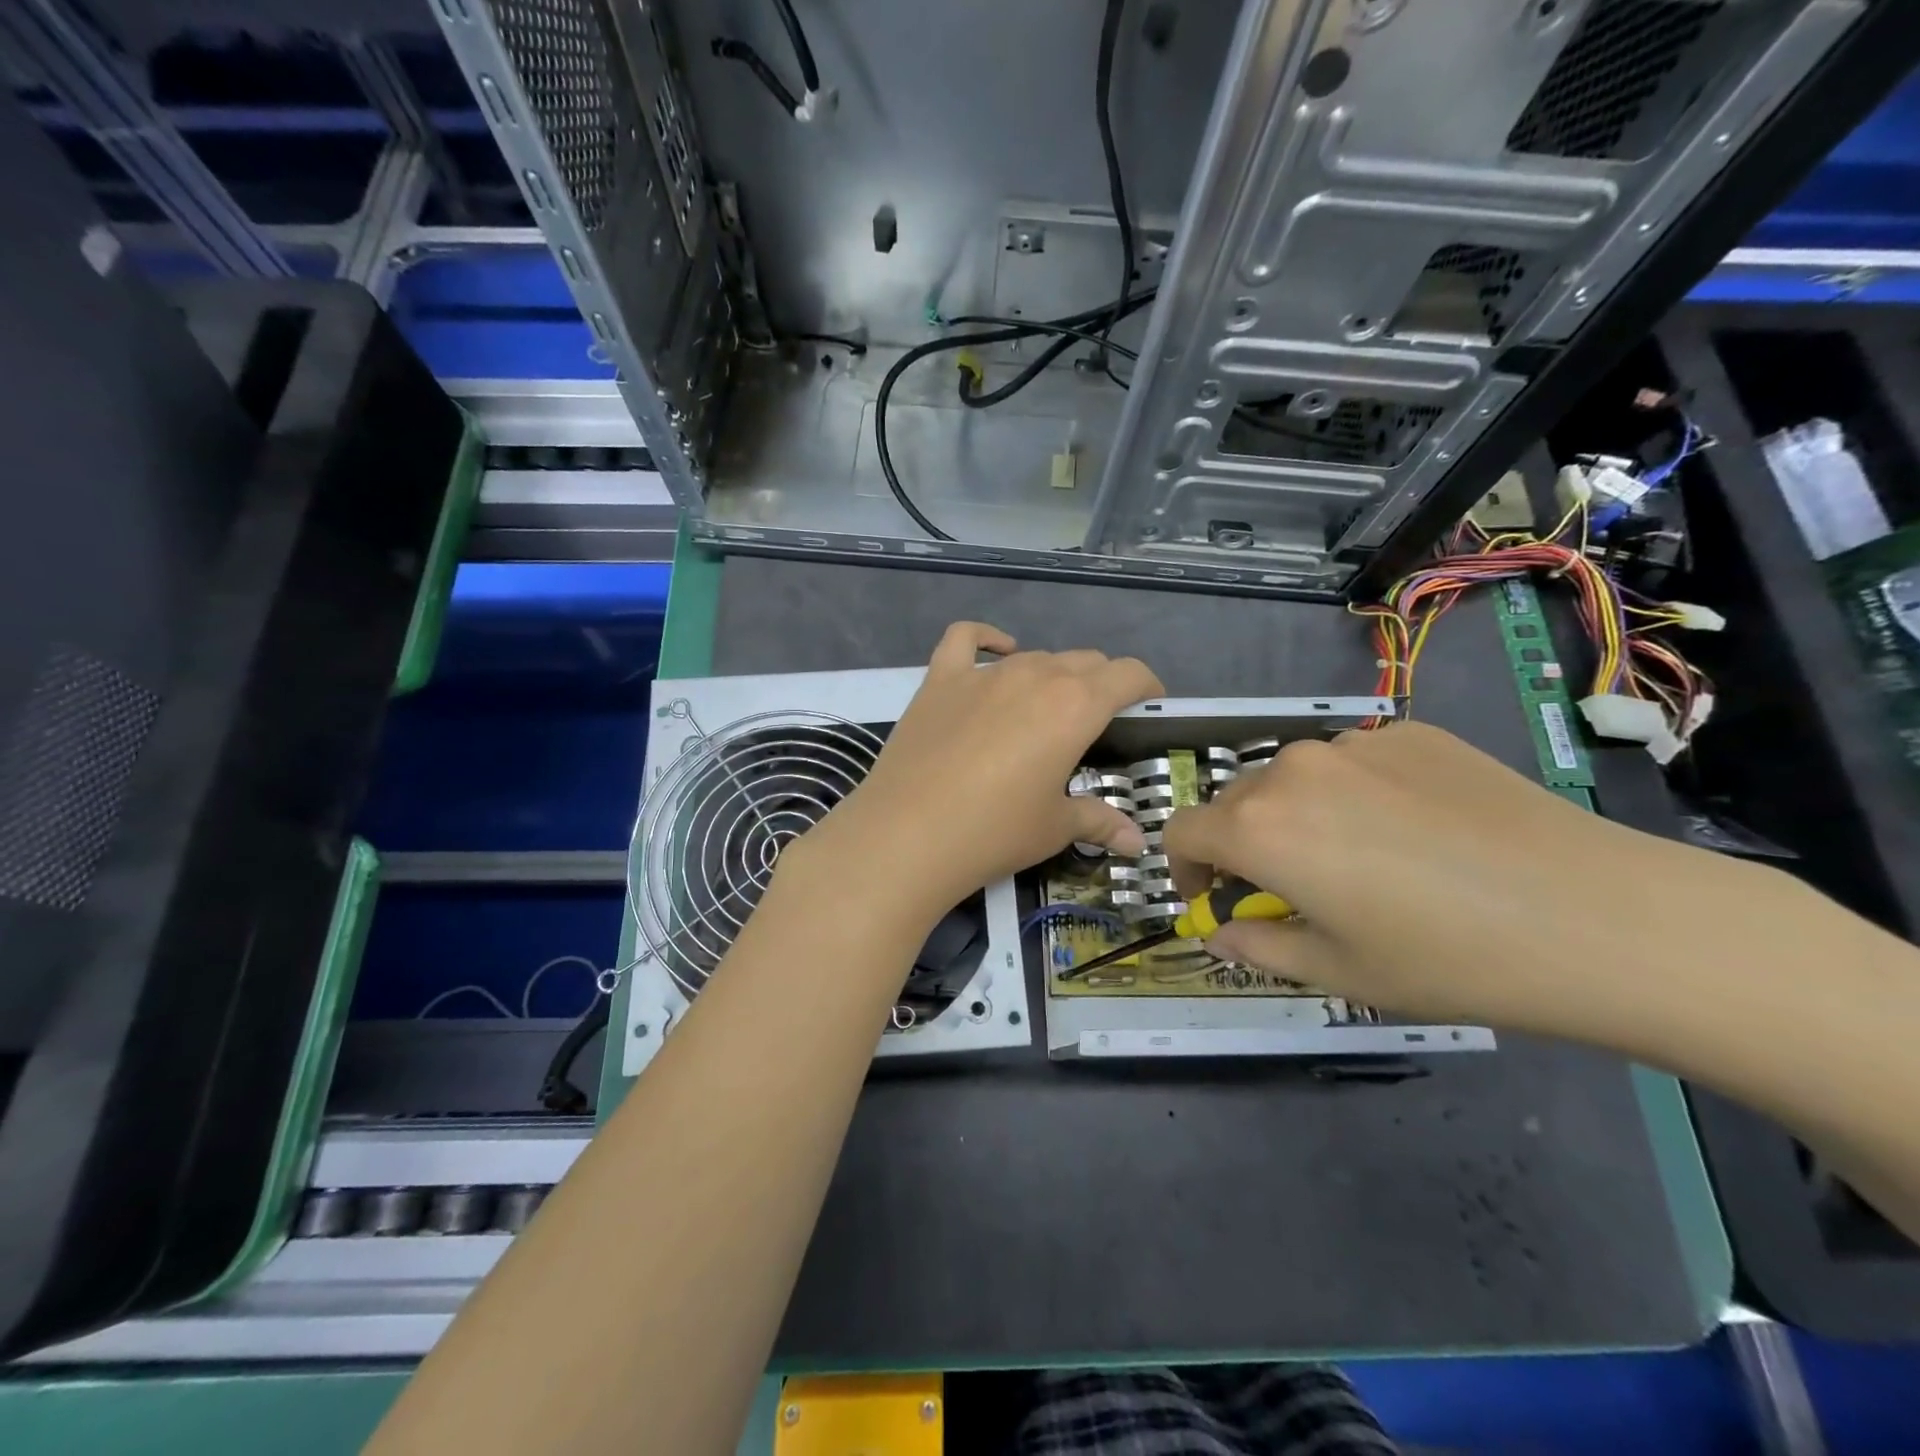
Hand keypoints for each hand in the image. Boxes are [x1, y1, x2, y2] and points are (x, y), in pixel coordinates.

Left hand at [793, 623, 1164, 915]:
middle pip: (1083, 661)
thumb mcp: (1054, 827)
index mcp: (1075, 705)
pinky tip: (996, 652)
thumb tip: (1137, 842)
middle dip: (1101, 683)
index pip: (1127, 674)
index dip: (1145, 685)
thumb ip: (1099, 821)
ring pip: (1034, 656)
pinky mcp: (940, 679)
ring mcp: (983, 673)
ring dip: (1052, 674)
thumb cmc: (994, 832)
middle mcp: (1034, 675)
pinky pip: (965, 639)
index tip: (1148, 702)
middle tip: (1096, 719)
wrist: (908, 834)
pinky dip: (986, 639)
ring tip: (1047, 708)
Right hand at [1162, 721, 1764, 1034]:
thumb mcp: (1338, 972)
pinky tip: (1418, 832)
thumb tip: (1221, 930)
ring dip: (1299, 816)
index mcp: (1259, 828)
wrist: (1601, 917)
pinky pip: (1355, 762)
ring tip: (1363, 860)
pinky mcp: (1412, 732)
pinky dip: (1357, 794)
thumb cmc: (1449, 960)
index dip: (1185, 870)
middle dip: (1244, 845)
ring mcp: (1356, 742)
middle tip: (1294, 890)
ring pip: (1295, 779)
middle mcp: (1292, 769)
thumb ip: (1258, 945)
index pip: (1181, 832)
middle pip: (1236, 802)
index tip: (1217, 899)